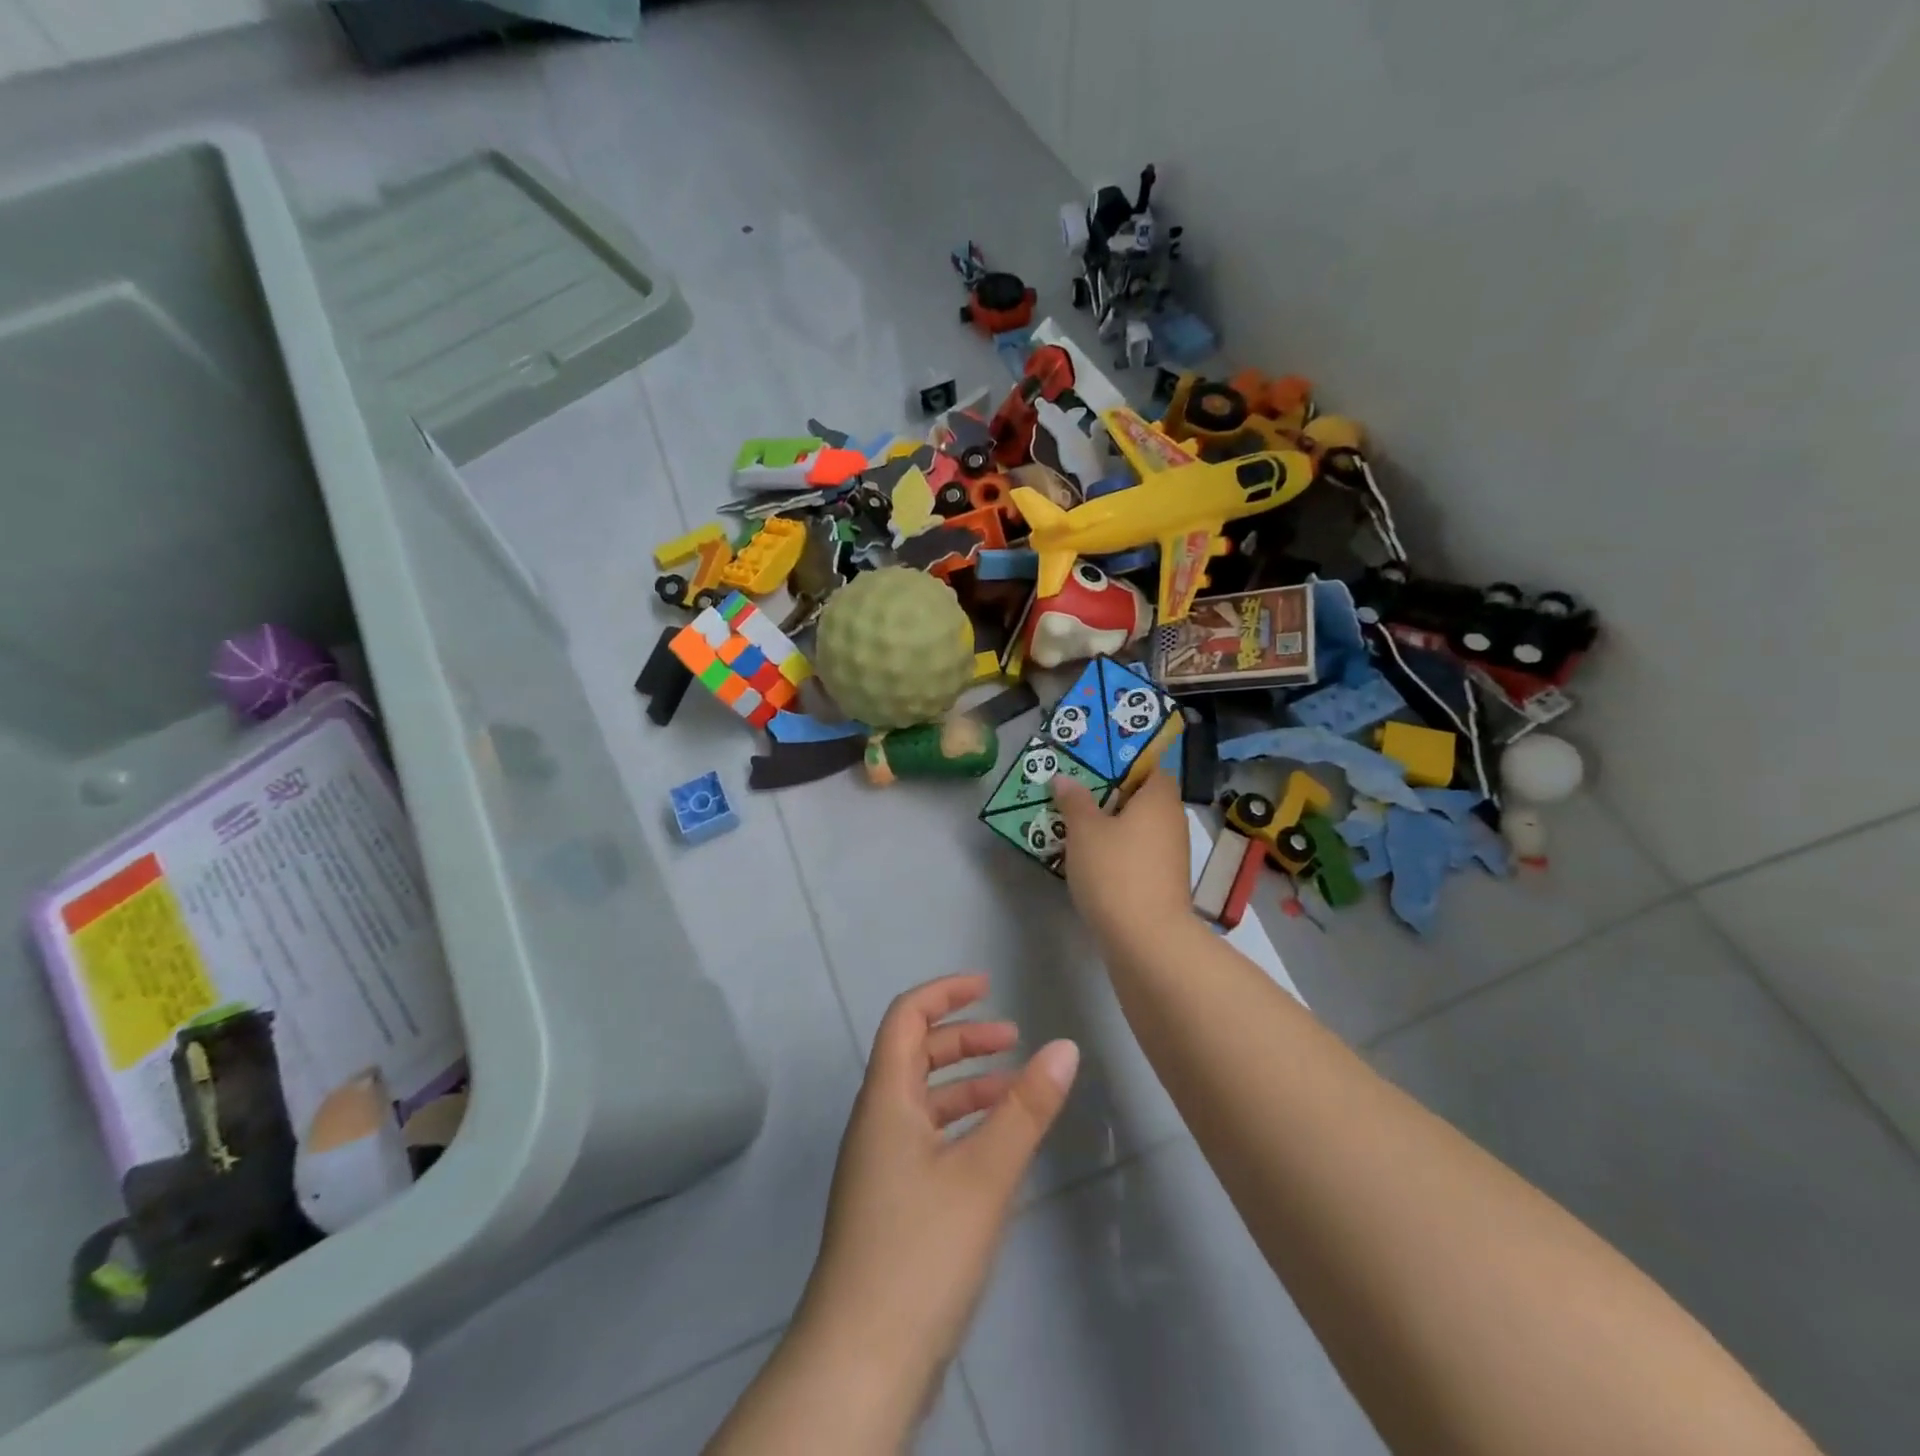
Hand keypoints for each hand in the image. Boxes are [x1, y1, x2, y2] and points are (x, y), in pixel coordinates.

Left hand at [795, 975, 1079, 1414]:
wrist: (861, 1362)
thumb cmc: (920, 1250)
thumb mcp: (985, 1172)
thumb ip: (1027, 1108)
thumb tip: (1065, 1047)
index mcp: (886, 1099)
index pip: (907, 1017)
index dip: (944, 993)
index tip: (987, 985)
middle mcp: (877, 1122)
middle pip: (916, 1055)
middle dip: (964, 1039)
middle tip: (1014, 1040)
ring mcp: (879, 1165)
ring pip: (924, 1101)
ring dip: (967, 1085)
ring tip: (1016, 1091)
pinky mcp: (890, 1204)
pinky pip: (927, 1139)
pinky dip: (961, 1127)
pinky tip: (996, 1149)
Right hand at [1053, 769, 1192, 945]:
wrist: (1146, 940)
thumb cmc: (1115, 871)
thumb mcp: (1084, 831)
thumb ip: (1074, 801)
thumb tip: (1064, 778)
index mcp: (1159, 799)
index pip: (1150, 768)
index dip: (1123, 765)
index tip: (1092, 768)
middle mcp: (1172, 822)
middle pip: (1142, 799)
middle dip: (1110, 797)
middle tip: (1074, 796)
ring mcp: (1171, 856)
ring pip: (1138, 830)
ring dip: (1112, 828)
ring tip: (1074, 827)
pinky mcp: (1163, 884)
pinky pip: (1138, 856)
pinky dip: (1118, 854)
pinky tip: (1090, 861)